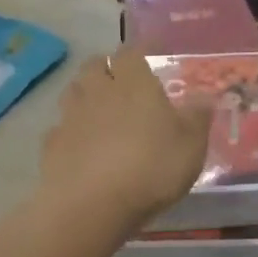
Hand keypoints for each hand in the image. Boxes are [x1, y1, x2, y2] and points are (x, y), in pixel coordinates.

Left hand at [40, 48, 211, 229]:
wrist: (91, 206)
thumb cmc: (151, 168)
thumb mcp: (191, 145)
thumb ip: (198, 116)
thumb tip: (205, 95)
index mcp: (134, 83)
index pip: (132, 52)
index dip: (140, 50)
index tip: (150, 52)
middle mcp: (98, 91)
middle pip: (95, 65)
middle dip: (107, 67)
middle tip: (122, 80)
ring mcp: (71, 117)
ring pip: (74, 91)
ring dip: (86, 93)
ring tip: (100, 108)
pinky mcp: (52, 145)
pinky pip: (61, 127)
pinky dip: (71, 129)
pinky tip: (81, 144)